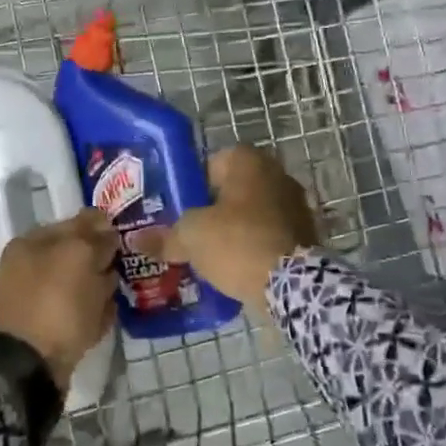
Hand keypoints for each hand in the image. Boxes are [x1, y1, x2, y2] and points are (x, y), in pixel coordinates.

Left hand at [0, 207, 119, 387]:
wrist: (28, 366)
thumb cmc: (54, 303)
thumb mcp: (79, 256)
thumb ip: (96, 238)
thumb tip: (107, 234)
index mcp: (31, 242)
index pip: (75, 222)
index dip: (103, 228)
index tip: (127, 238)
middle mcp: (29, 267)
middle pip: (77, 255)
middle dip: (102, 261)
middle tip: (126, 268)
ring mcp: (35, 299)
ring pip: (78, 285)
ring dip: (99, 288)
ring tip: (117, 294)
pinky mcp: (46, 330)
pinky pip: (76, 313)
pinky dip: (92, 314)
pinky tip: (106, 317)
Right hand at [140, 145, 317, 306]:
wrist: (292, 284)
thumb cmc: (236, 243)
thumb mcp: (190, 238)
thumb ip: (164, 237)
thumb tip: (137, 240)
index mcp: (249, 161)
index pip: (213, 163)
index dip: (193, 186)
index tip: (180, 210)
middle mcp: (277, 174)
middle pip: (234, 190)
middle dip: (215, 210)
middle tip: (192, 233)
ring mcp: (297, 204)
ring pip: (254, 213)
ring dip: (237, 229)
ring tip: (213, 255)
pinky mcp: (308, 234)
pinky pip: (271, 235)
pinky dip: (256, 246)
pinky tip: (239, 267)